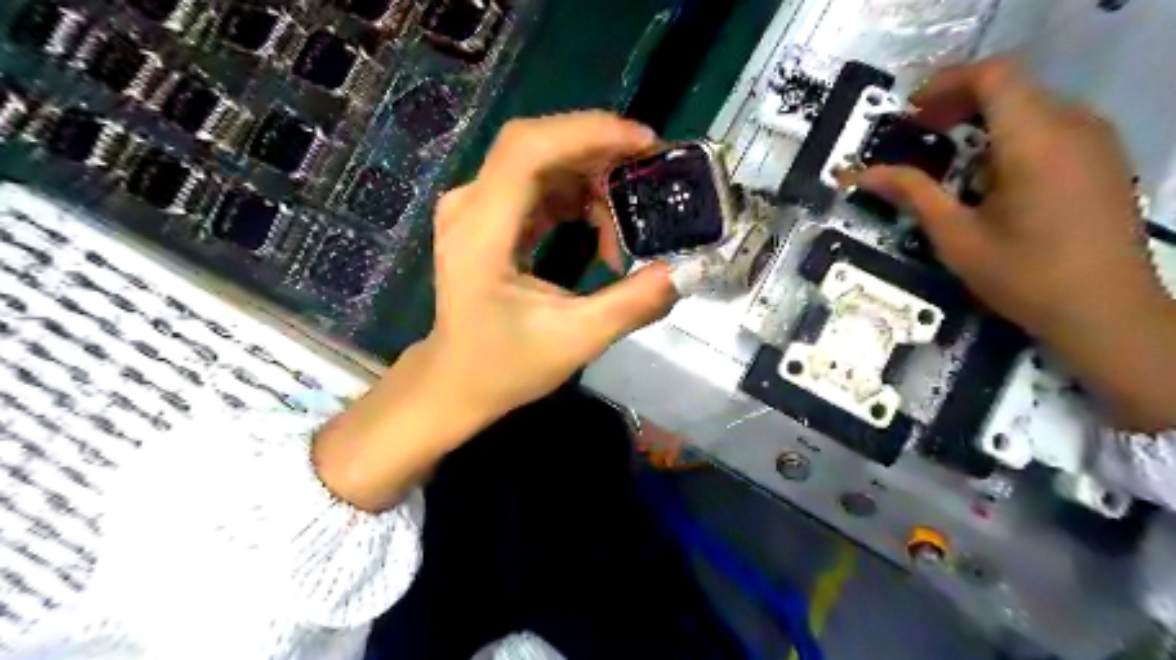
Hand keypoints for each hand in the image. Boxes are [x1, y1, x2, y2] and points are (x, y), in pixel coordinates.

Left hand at [423, 110, 681, 423]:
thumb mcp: (576, 341)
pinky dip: (573, 194)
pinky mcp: (486, 218)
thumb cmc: (506, 366)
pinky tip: (598, 224)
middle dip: (597, 150)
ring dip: (589, 178)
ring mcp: (474, 210)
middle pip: (535, 146)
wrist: (457, 381)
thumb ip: (632, 305)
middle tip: (649, 172)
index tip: (644, 145)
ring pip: (538, 162)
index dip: (588, 133)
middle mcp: (470, 207)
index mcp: (481, 234)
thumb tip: (681, 272)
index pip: (527, 150)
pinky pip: (535, 185)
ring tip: (625, 217)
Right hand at [852, 58, 1174, 430]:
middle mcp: (1072, 125)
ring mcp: (1095, 139)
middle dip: (957, 101)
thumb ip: (911, 194)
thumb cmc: (1023, 275)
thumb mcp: (956, 236)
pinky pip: (1050, 123)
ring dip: (983, 117)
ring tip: (947, 154)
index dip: (944, 83)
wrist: (1105, 311)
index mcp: (1035, 140)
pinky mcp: (1102, 157)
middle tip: (917, 132)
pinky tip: (988, 173)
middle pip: (1011, 85)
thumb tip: (859, 174)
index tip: (908, 112)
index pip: (992, 75)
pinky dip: (1010, 133)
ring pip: (1030, 103)